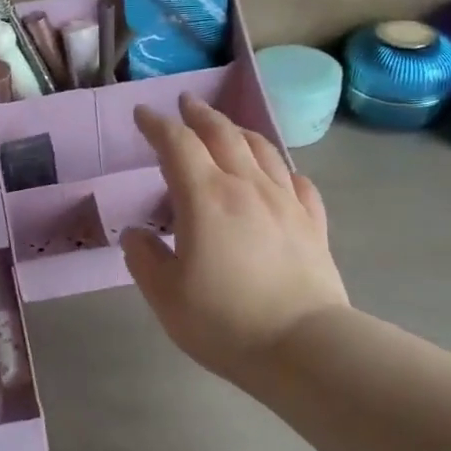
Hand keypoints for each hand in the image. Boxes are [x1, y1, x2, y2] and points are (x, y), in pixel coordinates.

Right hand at [120, 94, 349, 395]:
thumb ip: (145, 258)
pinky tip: (279, 174)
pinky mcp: (312, 224)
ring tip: (227, 128)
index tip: (143, 114)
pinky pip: (298, 182)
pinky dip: (282, 169)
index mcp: (205, 197)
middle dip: (200, 115)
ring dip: (239, 131)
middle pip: (223, 134)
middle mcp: (246, 186)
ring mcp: (285, 202)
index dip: (157, 125)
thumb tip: (137, 235)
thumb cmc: (224, 321)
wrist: (303, 346)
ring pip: (263, 150)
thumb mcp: (166, 295)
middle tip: (186, 103)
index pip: (177, 145)